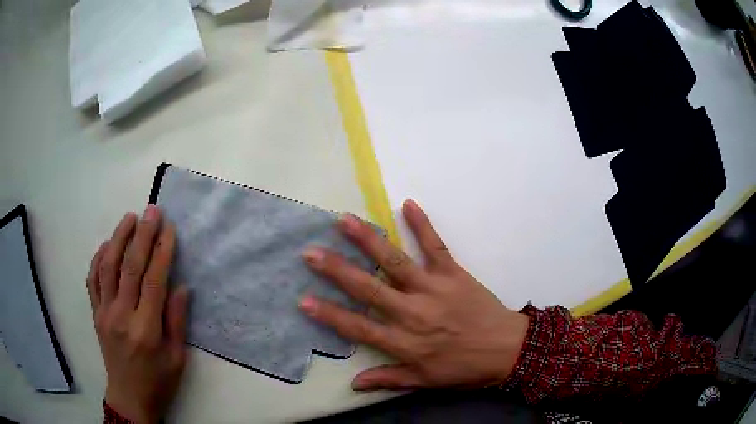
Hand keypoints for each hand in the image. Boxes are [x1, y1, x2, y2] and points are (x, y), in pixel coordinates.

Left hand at [86, 205, 187, 423]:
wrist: (129, 398)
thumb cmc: (159, 382)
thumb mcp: (177, 358)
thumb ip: (177, 321)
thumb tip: (181, 285)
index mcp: (146, 330)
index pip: (153, 281)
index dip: (162, 251)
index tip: (169, 229)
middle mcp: (121, 315)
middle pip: (130, 267)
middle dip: (143, 235)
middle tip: (152, 211)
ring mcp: (104, 312)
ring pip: (108, 266)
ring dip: (118, 238)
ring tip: (130, 217)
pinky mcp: (95, 313)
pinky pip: (92, 279)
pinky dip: (98, 258)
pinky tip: (106, 244)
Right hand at [300, 200, 528, 390]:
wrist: (507, 350)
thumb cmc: (464, 368)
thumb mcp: (425, 381)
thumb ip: (389, 379)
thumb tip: (354, 384)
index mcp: (405, 341)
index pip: (358, 327)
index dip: (329, 315)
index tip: (303, 300)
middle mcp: (413, 312)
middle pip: (369, 288)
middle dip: (337, 270)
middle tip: (311, 252)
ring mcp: (434, 288)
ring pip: (396, 262)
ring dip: (369, 241)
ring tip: (345, 221)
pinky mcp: (454, 273)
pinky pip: (436, 246)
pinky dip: (423, 225)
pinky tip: (408, 204)